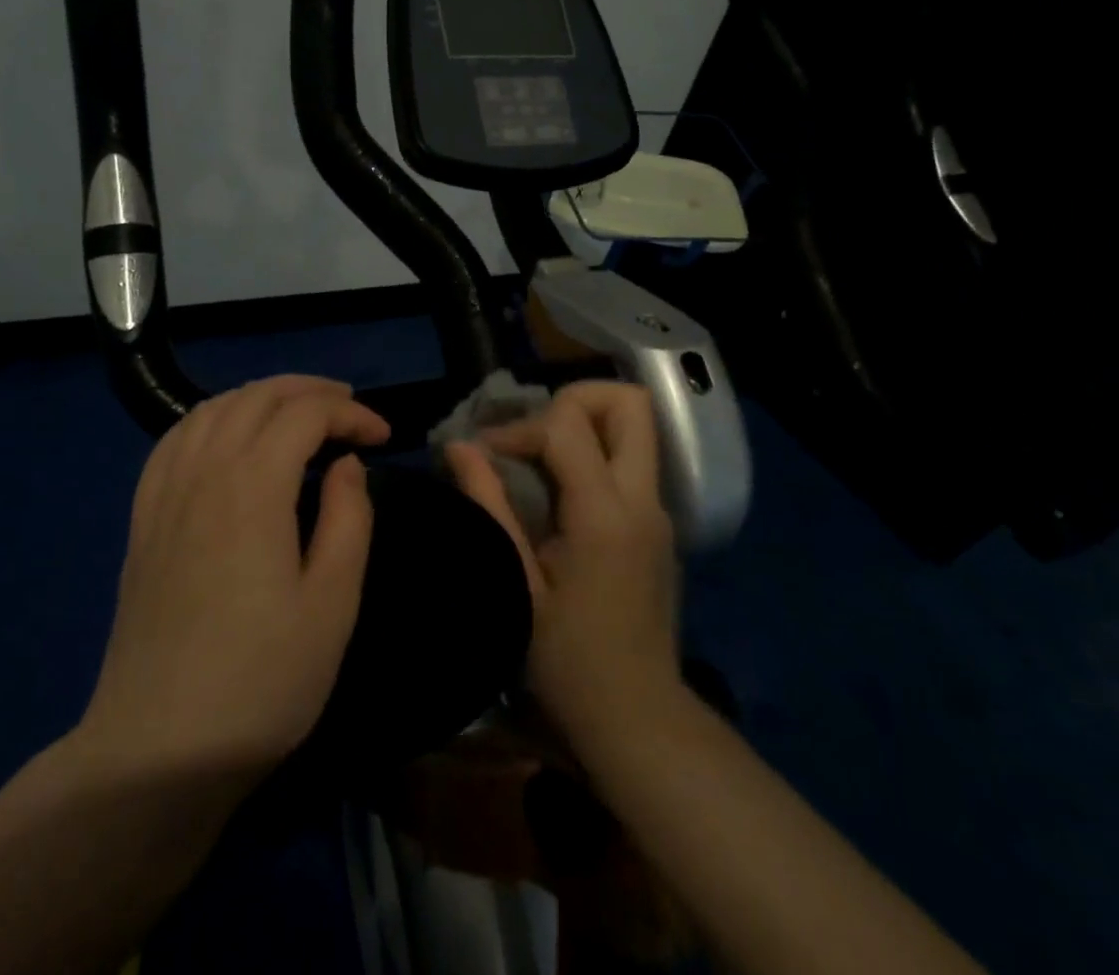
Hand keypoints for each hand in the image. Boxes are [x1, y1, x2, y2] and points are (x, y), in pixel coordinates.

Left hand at [77, 376, 388, 780]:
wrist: (158, 749)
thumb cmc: (262, 680)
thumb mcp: (333, 603)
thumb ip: (349, 519)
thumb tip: (346, 465)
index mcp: (253, 487)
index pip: (306, 415)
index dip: (351, 414)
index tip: (384, 437)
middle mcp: (204, 472)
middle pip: (256, 397)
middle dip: (309, 391)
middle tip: (349, 410)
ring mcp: (165, 493)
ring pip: (212, 408)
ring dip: (260, 397)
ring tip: (296, 412)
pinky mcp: (143, 519)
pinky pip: (174, 439)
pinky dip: (211, 418)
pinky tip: (227, 436)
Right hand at [445, 382, 680, 749]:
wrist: (639, 719)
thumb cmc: (568, 662)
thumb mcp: (516, 585)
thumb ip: (489, 506)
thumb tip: (459, 446)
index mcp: (606, 514)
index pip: (568, 425)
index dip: (519, 428)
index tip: (486, 455)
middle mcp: (643, 501)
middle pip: (629, 403)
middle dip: (574, 398)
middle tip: (531, 431)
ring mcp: (658, 511)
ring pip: (635, 427)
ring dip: (585, 424)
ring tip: (537, 456)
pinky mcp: (659, 525)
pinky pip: (630, 460)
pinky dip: (594, 452)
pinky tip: (556, 489)